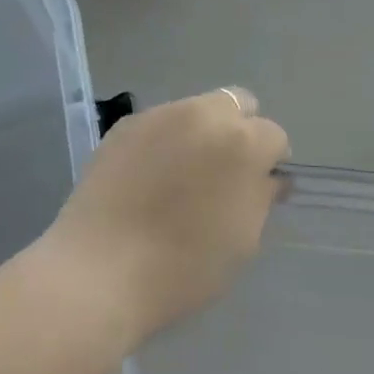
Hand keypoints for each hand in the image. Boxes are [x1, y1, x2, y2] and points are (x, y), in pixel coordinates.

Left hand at [37, 88, 288, 352]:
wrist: (100, 269)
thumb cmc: (183, 267)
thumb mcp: (242, 241)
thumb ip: (261, 197)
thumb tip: (267, 176)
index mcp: (241, 142)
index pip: (273, 135)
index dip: (270, 162)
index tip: (257, 189)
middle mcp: (203, 114)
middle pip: (236, 103)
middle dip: (239, 130)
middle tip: (225, 173)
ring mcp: (161, 114)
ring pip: (196, 110)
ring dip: (201, 133)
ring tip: (182, 176)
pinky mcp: (126, 124)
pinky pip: (160, 123)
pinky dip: (165, 141)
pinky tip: (149, 178)